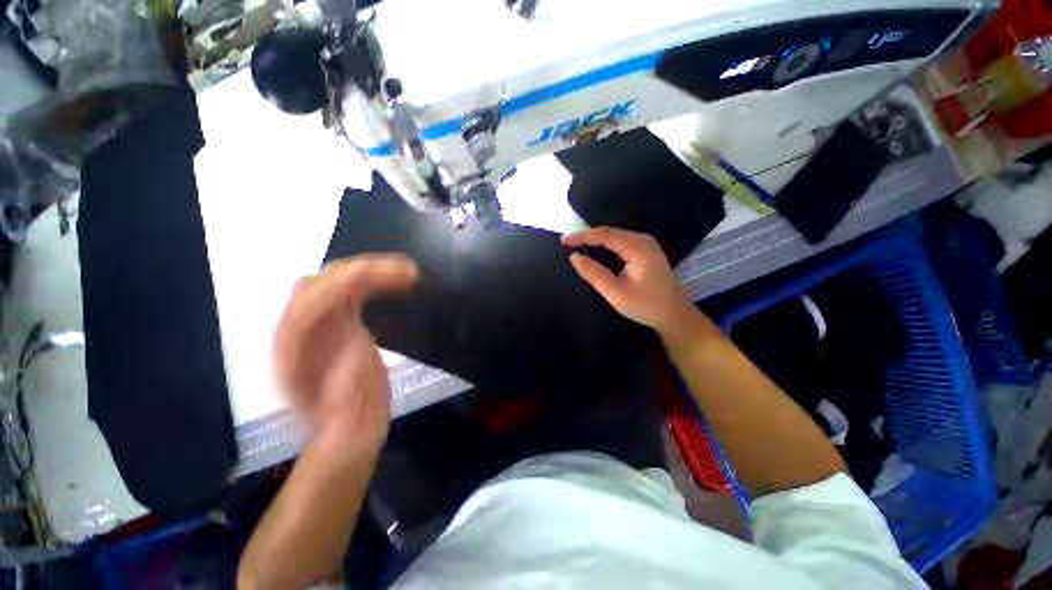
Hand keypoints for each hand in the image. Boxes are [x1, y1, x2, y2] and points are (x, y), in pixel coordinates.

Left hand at [274, 255, 417, 456]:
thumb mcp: (349, 406)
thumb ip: (347, 375)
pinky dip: (374, 282)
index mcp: (294, 351)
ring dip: (372, 271)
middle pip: (323, 281)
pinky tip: (395, 283)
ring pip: (336, 281)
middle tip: (408, 271)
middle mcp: (296, 331)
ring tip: (407, 271)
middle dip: (368, 269)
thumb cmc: (349, 424)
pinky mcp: (334, 325)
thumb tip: (355, 341)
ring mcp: (315, 325)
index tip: (398, 279)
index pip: (314, 299)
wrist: (347, 431)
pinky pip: (350, 292)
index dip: (355, 283)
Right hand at [562, 227, 700, 338]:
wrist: (675, 315)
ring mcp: (646, 245)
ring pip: (615, 236)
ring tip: (576, 244)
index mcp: (637, 248)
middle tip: (567, 242)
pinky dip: (605, 244)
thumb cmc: (646, 306)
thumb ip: (594, 274)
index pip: (604, 235)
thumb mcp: (616, 293)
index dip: (582, 236)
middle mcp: (642, 240)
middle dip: (587, 236)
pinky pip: (621, 242)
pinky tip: (595, 249)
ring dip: (595, 239)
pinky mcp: (646, 252)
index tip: (563, 240)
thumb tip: (574, 257)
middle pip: (610, 232)